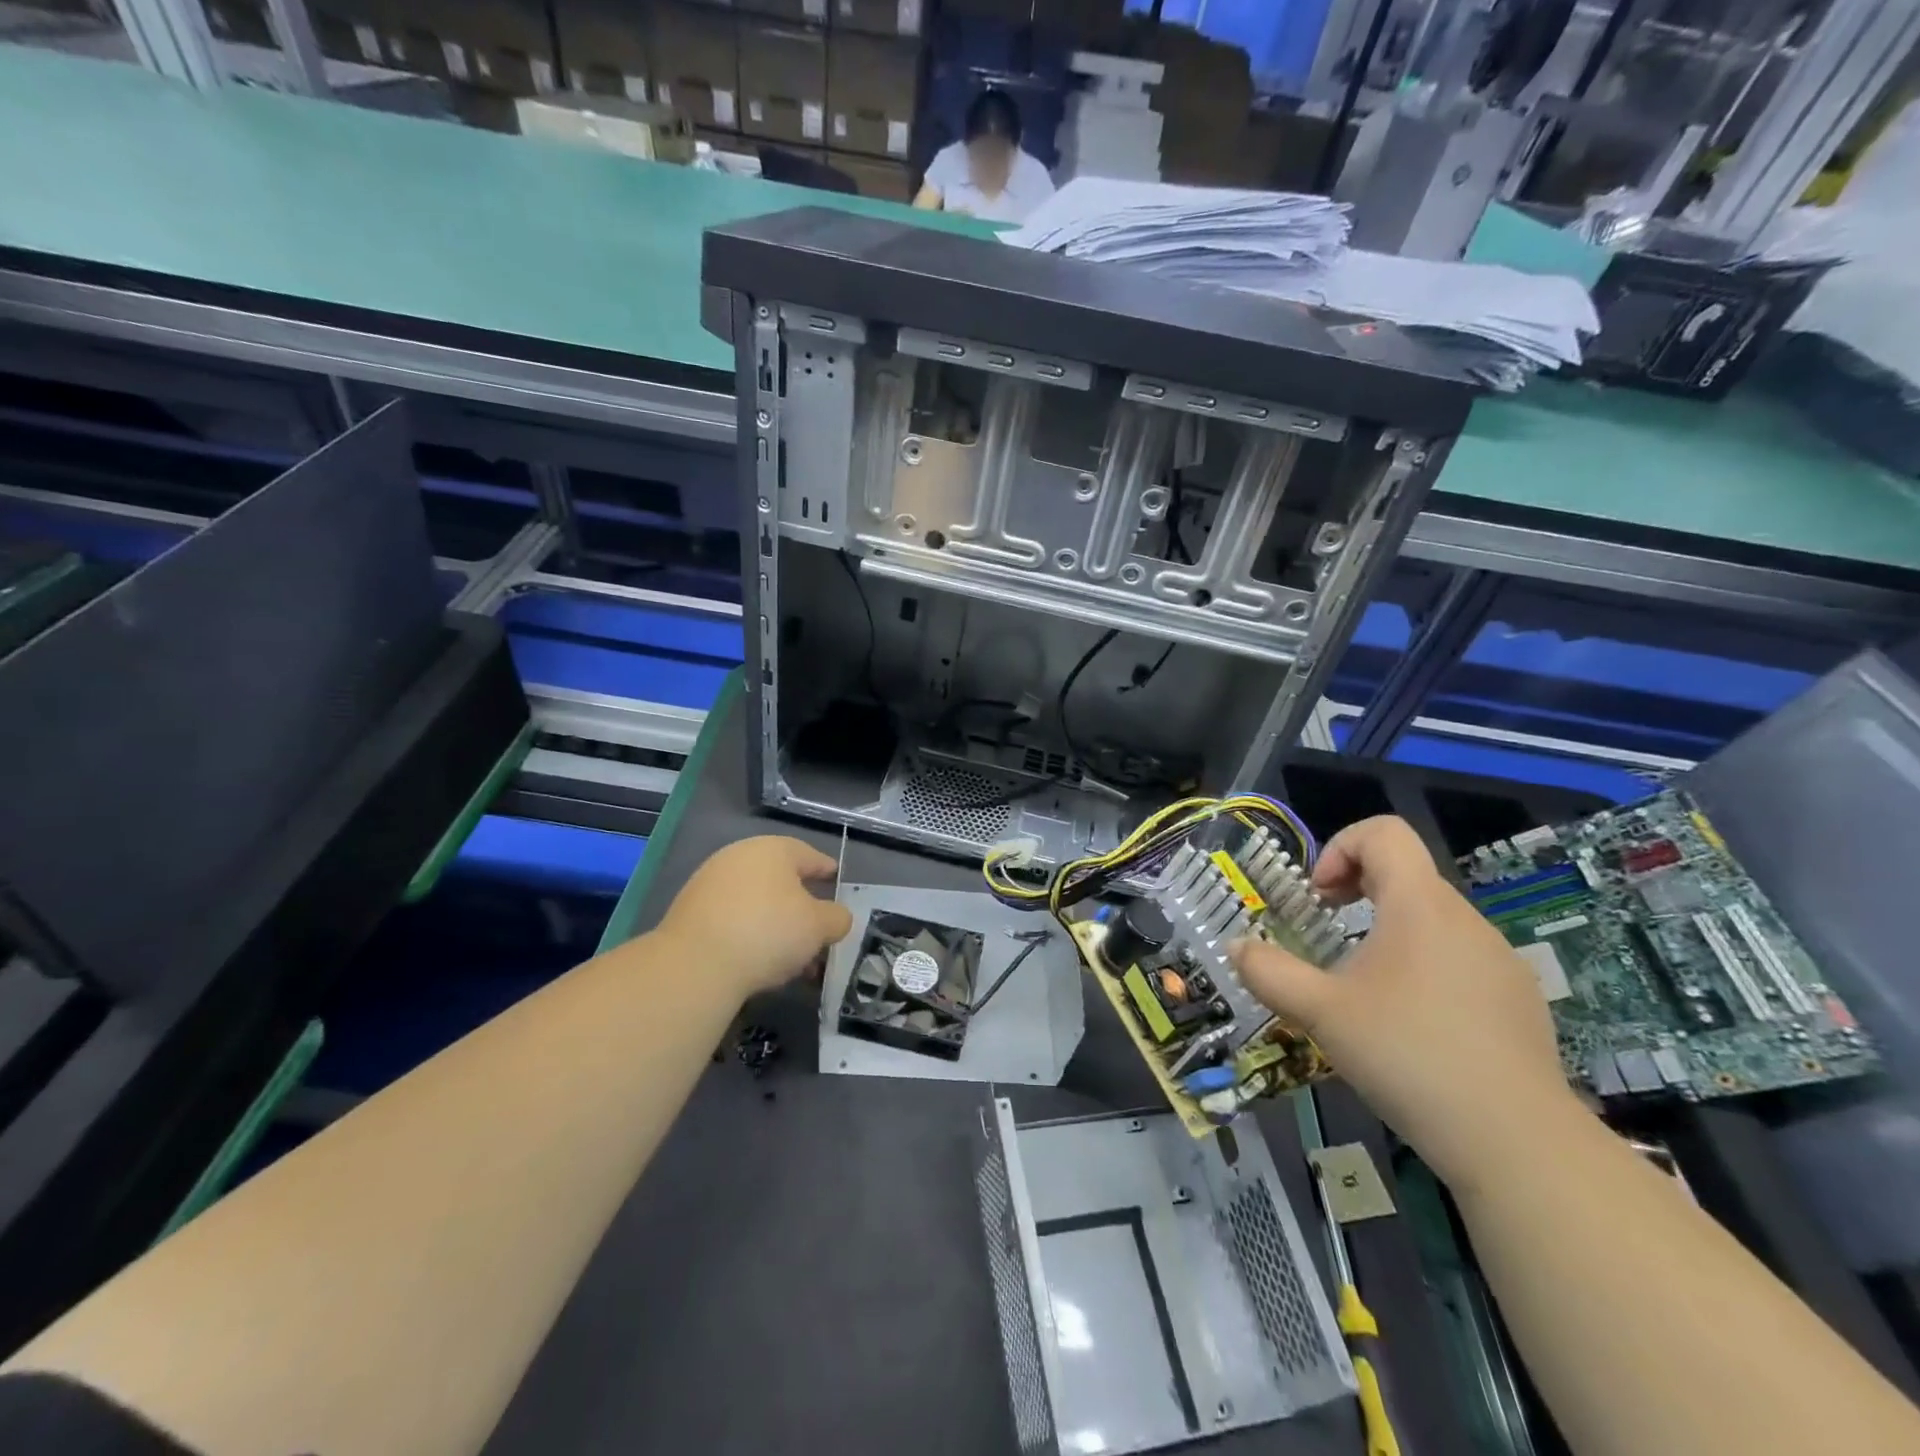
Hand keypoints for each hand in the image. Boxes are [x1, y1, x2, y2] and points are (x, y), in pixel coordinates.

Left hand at [655, 836, 852, 1001]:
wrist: (695, 964)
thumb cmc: (768, 932)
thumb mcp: (819, 927)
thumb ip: (837, 918)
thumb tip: (836, 917)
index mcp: (773, 850)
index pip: (808, 855)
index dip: (826, 869)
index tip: (836, 880)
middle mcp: (739, 857)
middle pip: (780, 880)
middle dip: (801, 907)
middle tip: (817, 932)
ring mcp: (710, 883)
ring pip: (756, 903)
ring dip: (776, 926)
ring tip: (791, 960)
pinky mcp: (689, 912)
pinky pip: (732, 919)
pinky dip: (750, 934)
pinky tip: (759, 962)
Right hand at [1229, 816, 1585, 1193]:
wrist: (1517, 1142)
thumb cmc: (1408, 1055)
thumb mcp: (1320, 1013)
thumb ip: (1269, 973)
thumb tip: (1237, 948)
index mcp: (1419, 905)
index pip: (1384, 833)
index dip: (1340, 847)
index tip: (1318, 897)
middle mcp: (1465, 919)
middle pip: (1405, 875)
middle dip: (1356, 893)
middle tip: (1327, 936)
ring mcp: (1500, 960)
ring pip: (1433, 921)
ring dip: (1389, 934)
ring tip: (1365, 990)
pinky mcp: (1520, 1001)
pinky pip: (1461, 960)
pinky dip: (1425, 970)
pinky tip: (1414, 1028)